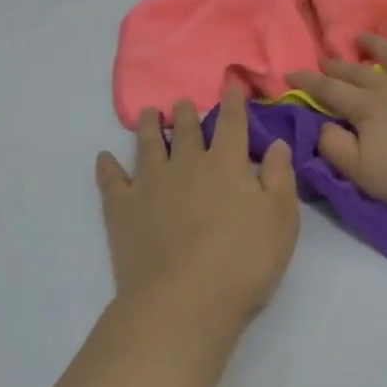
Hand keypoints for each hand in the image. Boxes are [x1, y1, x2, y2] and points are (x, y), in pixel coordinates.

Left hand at [96, 85, 300, 337]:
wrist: (184, 300)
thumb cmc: (244, 261)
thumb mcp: (281, 220)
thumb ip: (280, 177)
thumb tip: (276, 142)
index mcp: (226, 163)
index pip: (231, 123)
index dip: (233, 103)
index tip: (231, 86)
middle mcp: (186, 163)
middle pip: (185, 130)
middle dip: (186, 113)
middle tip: (182, 103)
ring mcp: (149, 184)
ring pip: (147, 145)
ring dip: (147, 126)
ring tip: (148, 113)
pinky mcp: (122, 209)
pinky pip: (112, 180)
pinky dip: (108, 166)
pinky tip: (105, 158)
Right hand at [286, 20, 386, 215]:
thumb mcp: (366, 174)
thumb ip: (337, 149)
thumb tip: (323, 125)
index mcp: (367, 109)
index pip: (330, 92)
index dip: (308, 83)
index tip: (290, 73)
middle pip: (359, 72)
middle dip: (339, 66)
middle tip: (325, 58)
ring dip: (377, 45)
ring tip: (363, 35)